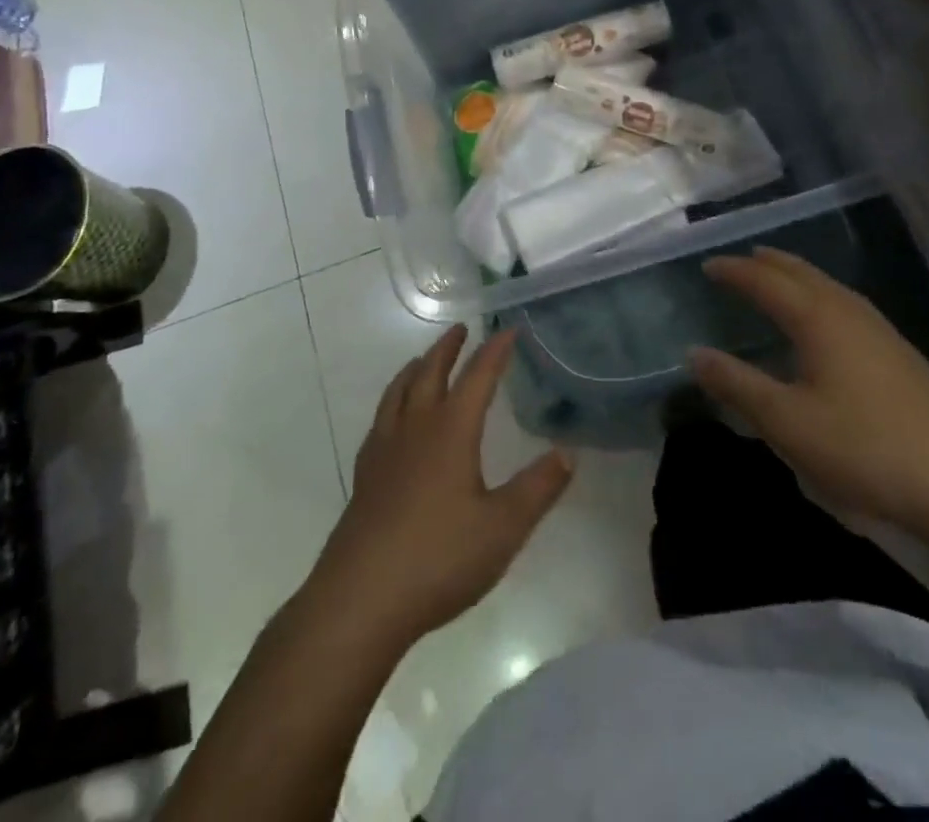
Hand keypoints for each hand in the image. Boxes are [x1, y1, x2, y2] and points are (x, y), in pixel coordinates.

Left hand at [308, 326, 573, 647]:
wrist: (360, 598)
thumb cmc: (438, 558)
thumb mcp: (503, 527)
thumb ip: (538, 488)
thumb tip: (568, 453)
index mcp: (450, 431)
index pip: (477, 377)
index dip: (494, 351)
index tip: (509, 330)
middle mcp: (415, 429)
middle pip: (430, 373)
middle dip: (448, 349)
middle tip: (460, 330)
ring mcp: (384, 451)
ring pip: (398, 392)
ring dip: (415, 369)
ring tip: (422, 360)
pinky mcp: (365, 476)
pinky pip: (381, 420)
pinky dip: (392, 402)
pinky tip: (394, 420)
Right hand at [693, 248, 928, 536]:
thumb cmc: (863, 448)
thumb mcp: (786, 422)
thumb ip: (738, 385)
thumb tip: (695, 354)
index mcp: (818, 319)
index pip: (766, 281)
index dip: (735, 271)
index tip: (708, 266)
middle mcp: (849, 312)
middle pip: (802, 273)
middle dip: (768, 263)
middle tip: (741, 260)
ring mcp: (880, 331)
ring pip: (829, 287)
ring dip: (797, 276)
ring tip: (778, 278)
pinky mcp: (900, 355)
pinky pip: (847, 305)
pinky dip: (820, 296)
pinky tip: (827, 321)